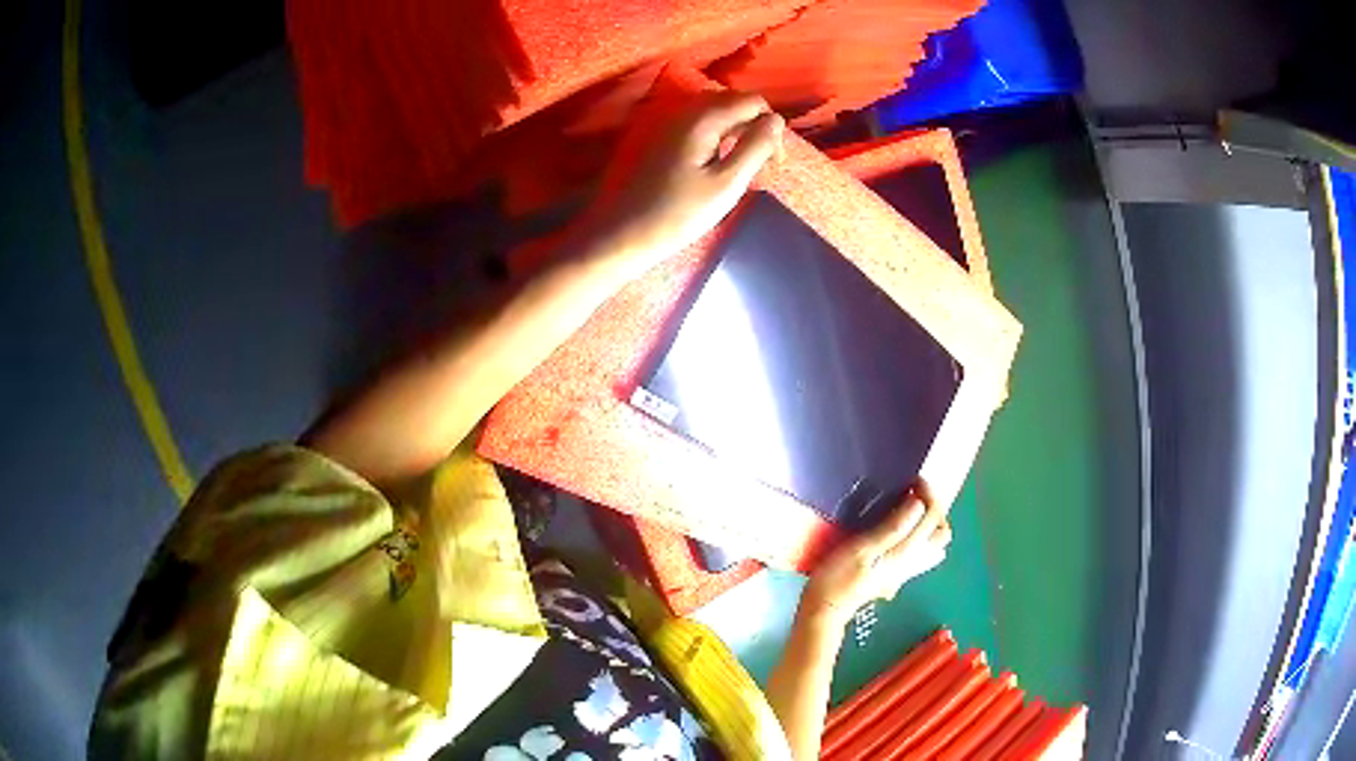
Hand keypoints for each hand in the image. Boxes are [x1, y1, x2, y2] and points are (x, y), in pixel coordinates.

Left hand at [602, 92, 784, 257]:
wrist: (621, 233)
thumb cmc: (678, 214)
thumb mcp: (727, 184)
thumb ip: (756, 147)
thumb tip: (777, 120)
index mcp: (702, 117)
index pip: (752, 101)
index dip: (771, 127)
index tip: (773, 162)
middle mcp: (683, 109)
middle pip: (732, 101)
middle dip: (753, 125)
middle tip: (760, 165)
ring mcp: (666, 120)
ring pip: (713, 111)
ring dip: (734, 130)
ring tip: (739, 165)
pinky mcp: (656, 135)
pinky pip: (694, 123)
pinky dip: (713, 135)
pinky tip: (712, 163)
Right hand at [800, 481, 952, 628]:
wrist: (826, 609)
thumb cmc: (838, 577)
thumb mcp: (861, 549)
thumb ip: (892, 528)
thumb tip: (919, 503)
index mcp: (907, 551)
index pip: (933, 517)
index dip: (929, 493)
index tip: (913, 480)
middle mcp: (913, 560)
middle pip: (942, 532)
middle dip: (935, 508)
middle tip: (914, 494)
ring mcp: (906, 570)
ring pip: (935, 545)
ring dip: (930, 523)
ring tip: (910, 509)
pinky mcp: (897, 575)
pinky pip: (922, 554)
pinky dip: (921, 537)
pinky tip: (902, 532)